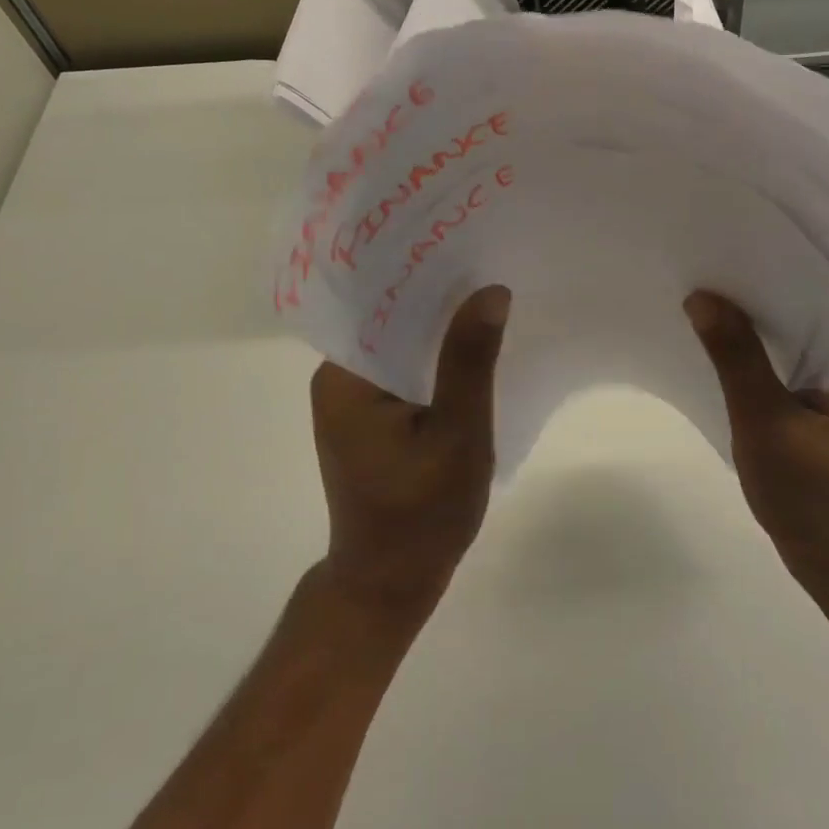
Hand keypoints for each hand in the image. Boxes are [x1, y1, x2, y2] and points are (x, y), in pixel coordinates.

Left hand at [309, 285, 510, 623]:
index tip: (466, 244)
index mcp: (344, 376)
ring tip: (487, 296)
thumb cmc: (421, 514)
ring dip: (439, 327)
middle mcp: (338, 378)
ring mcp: (353, 399)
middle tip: (488, 263)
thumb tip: (490, 290)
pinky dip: (435, 359)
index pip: (380, 303)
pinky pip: (405, 370)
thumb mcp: (456, 434)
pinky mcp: (371, 417)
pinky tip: (472, 348)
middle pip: (389, 319)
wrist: (391, 584)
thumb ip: (468, 361)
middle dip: (438, 297)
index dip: (423, 272)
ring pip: (401, 344)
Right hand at [684, 291, 828, 600]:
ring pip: (800, 345)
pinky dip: (765, 361)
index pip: (826, 297)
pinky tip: (730, 352)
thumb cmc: (814, 501)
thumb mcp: (766, 423)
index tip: (734, 250)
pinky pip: (795, 371)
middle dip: (762, 298)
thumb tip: (703, 296)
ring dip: (761, 330)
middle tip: (712, 271)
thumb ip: (736, 358)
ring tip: (713, 302)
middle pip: (811, 318)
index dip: (779, 271)